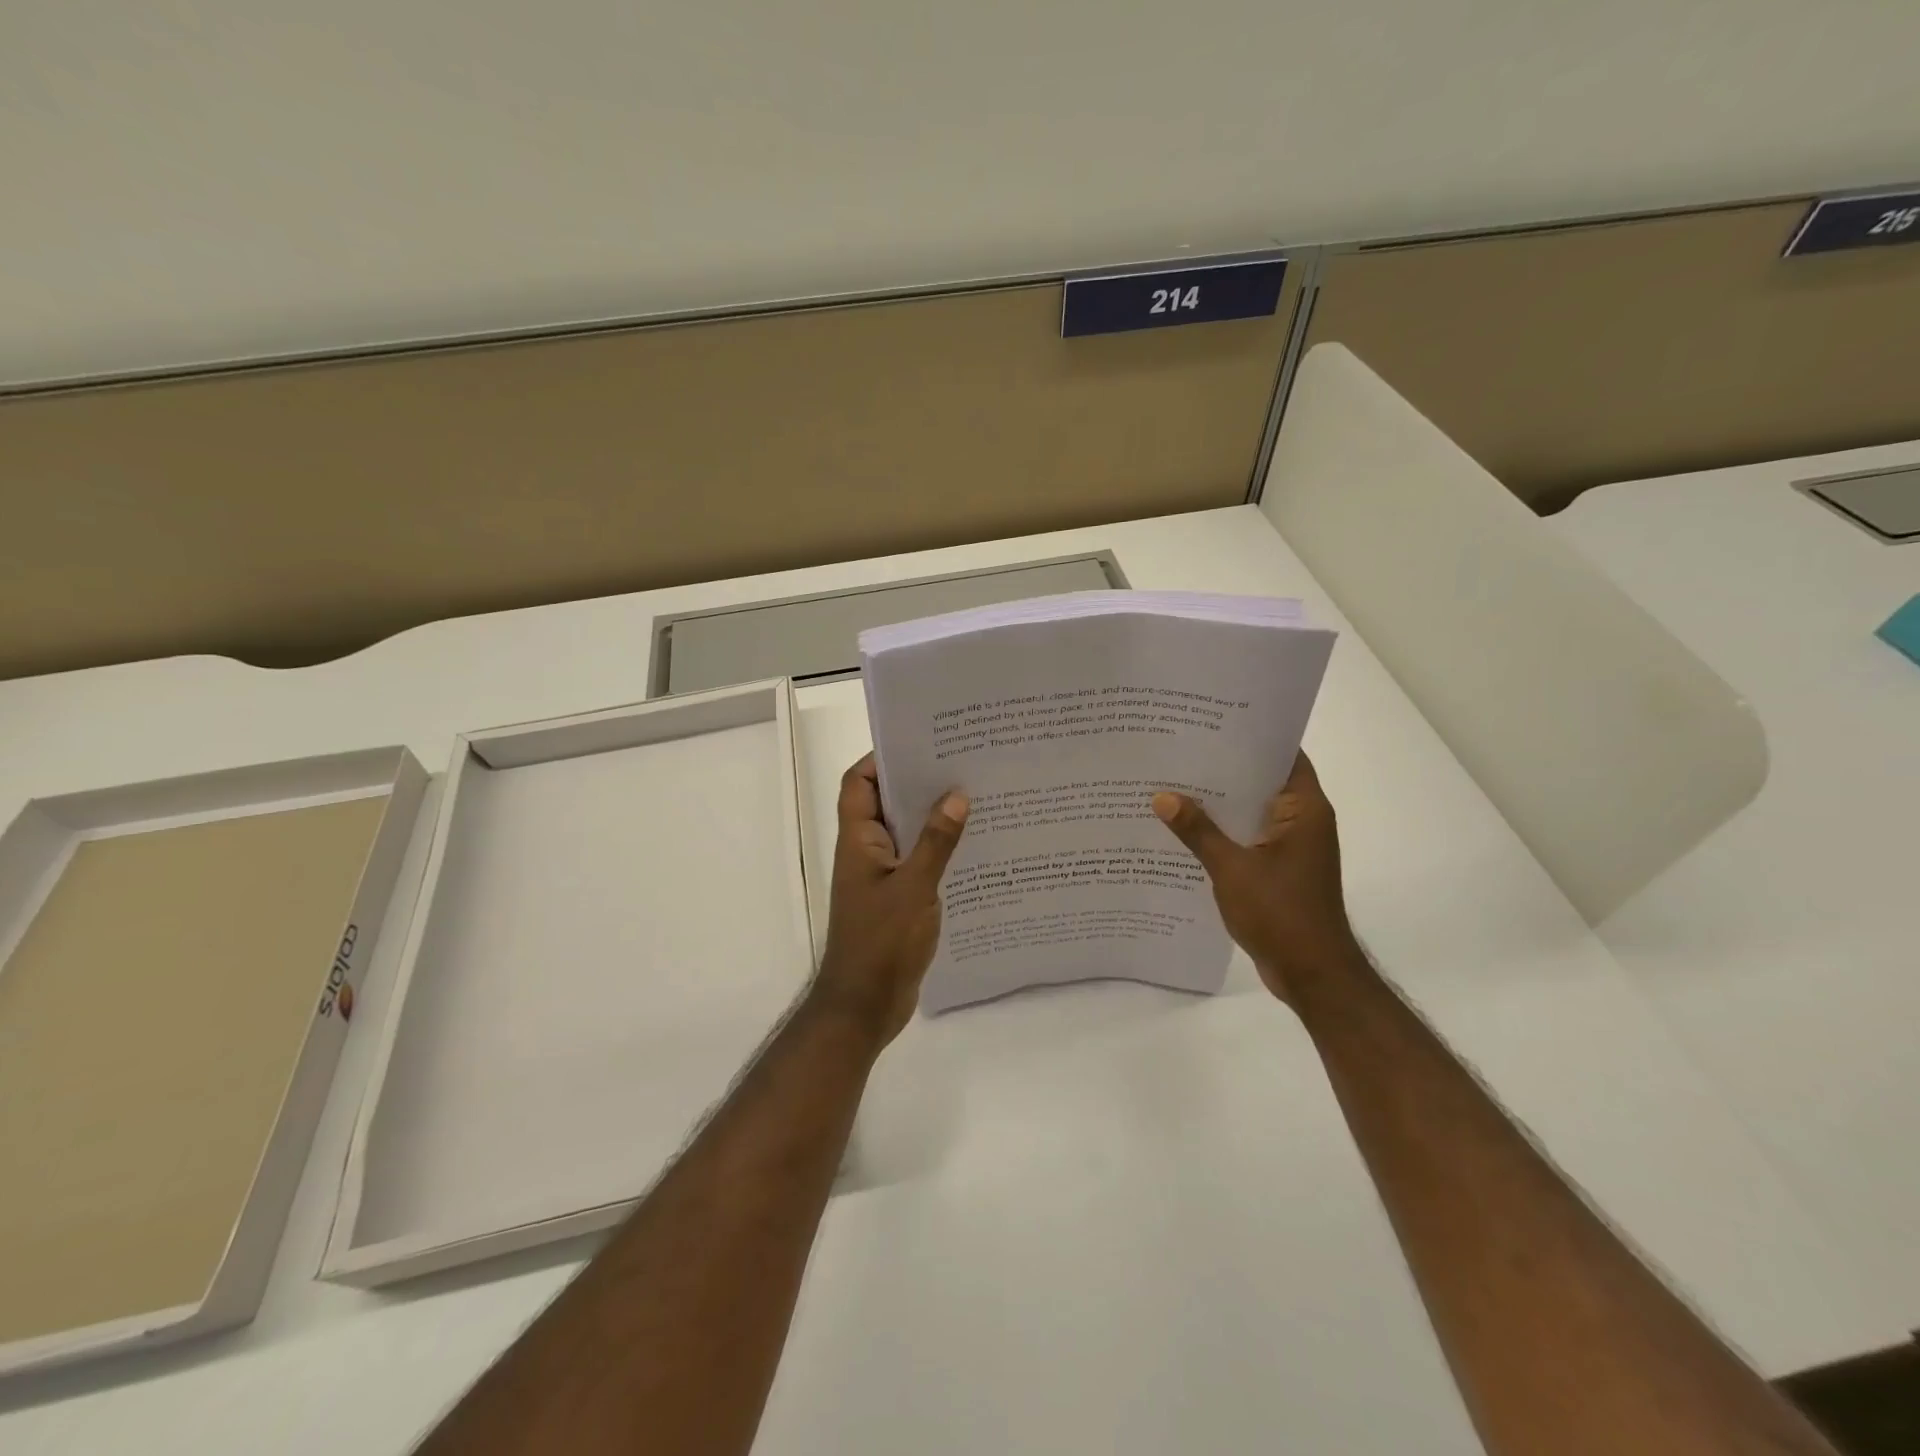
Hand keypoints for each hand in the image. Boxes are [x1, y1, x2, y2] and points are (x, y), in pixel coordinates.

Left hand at [811, 754, 967, 1046]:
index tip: (920, 742)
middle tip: (960, 764)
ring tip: (975, 798)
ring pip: (906, 833)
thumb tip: (956, 794)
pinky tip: (974, 847)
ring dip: (932, 818)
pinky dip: (939, 851)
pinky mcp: (897, 899)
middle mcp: (867, 852)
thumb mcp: (914, 887)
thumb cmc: (881, 942)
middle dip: (917, 783)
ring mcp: (881, 877)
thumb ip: (936, 841)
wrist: (864, 1007)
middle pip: (886, 803)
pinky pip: (918, 862)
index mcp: (858, 840)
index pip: (859, 783)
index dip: (881, 758)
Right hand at [1152, 751, 1364, 1003]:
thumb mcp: (1232, 869)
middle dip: (1225, 767)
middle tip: (1180, 749)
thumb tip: (1162, 796)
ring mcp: (1291, 846)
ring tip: (1174, 782)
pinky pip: (1248, 836)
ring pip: (1252, 810)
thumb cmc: (1281, 914)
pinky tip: (1186, 828)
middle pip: (1262, 780)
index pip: (1282, 755)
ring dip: (1221, 802)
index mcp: (1304, 809)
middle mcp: (1302, 821)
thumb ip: (1197, 831)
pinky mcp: (1280, 868)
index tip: (1211, 721)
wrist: (1313, 974)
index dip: (1251, 736)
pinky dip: (1224, 830)